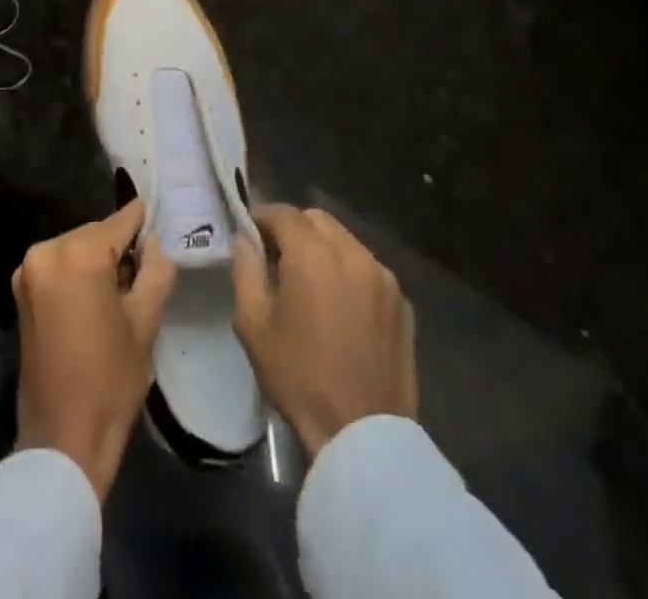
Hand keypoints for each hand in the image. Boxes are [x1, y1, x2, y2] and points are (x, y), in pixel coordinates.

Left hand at [13, 199, 175, 500]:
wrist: (61, 438)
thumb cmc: (110, 380)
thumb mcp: (145, 322)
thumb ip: (155, 270)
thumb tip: (155, 241)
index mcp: (76, 255)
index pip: (119, 221)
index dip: (144, 220)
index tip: (163, 213)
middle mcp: (46, 250)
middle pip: (96, 233)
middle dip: (122, 246)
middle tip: (150, 264)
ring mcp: (28, 270)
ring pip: (77, 248)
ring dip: (100, 260)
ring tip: (126, 288)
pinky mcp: (22, 290)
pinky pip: (60, 265)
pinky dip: (80, 272)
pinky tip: (99, 298)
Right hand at [232, 203, 416, 458]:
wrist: (363, 435)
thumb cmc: (299, 376)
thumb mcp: (253, 322)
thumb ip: (245, 268)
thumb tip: (246, 239)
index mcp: (313, 254)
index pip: (282, 212)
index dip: (261, 218)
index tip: (249, 236)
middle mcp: (352, 253)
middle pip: (316, 219)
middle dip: (293, 229)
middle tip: (277, 259)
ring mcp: (383, 277)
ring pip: (345, 240)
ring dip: (322, 248)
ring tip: (309, 283)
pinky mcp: (402, 303)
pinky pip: (367, 268)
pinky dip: (348, 272)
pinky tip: (340, 306)